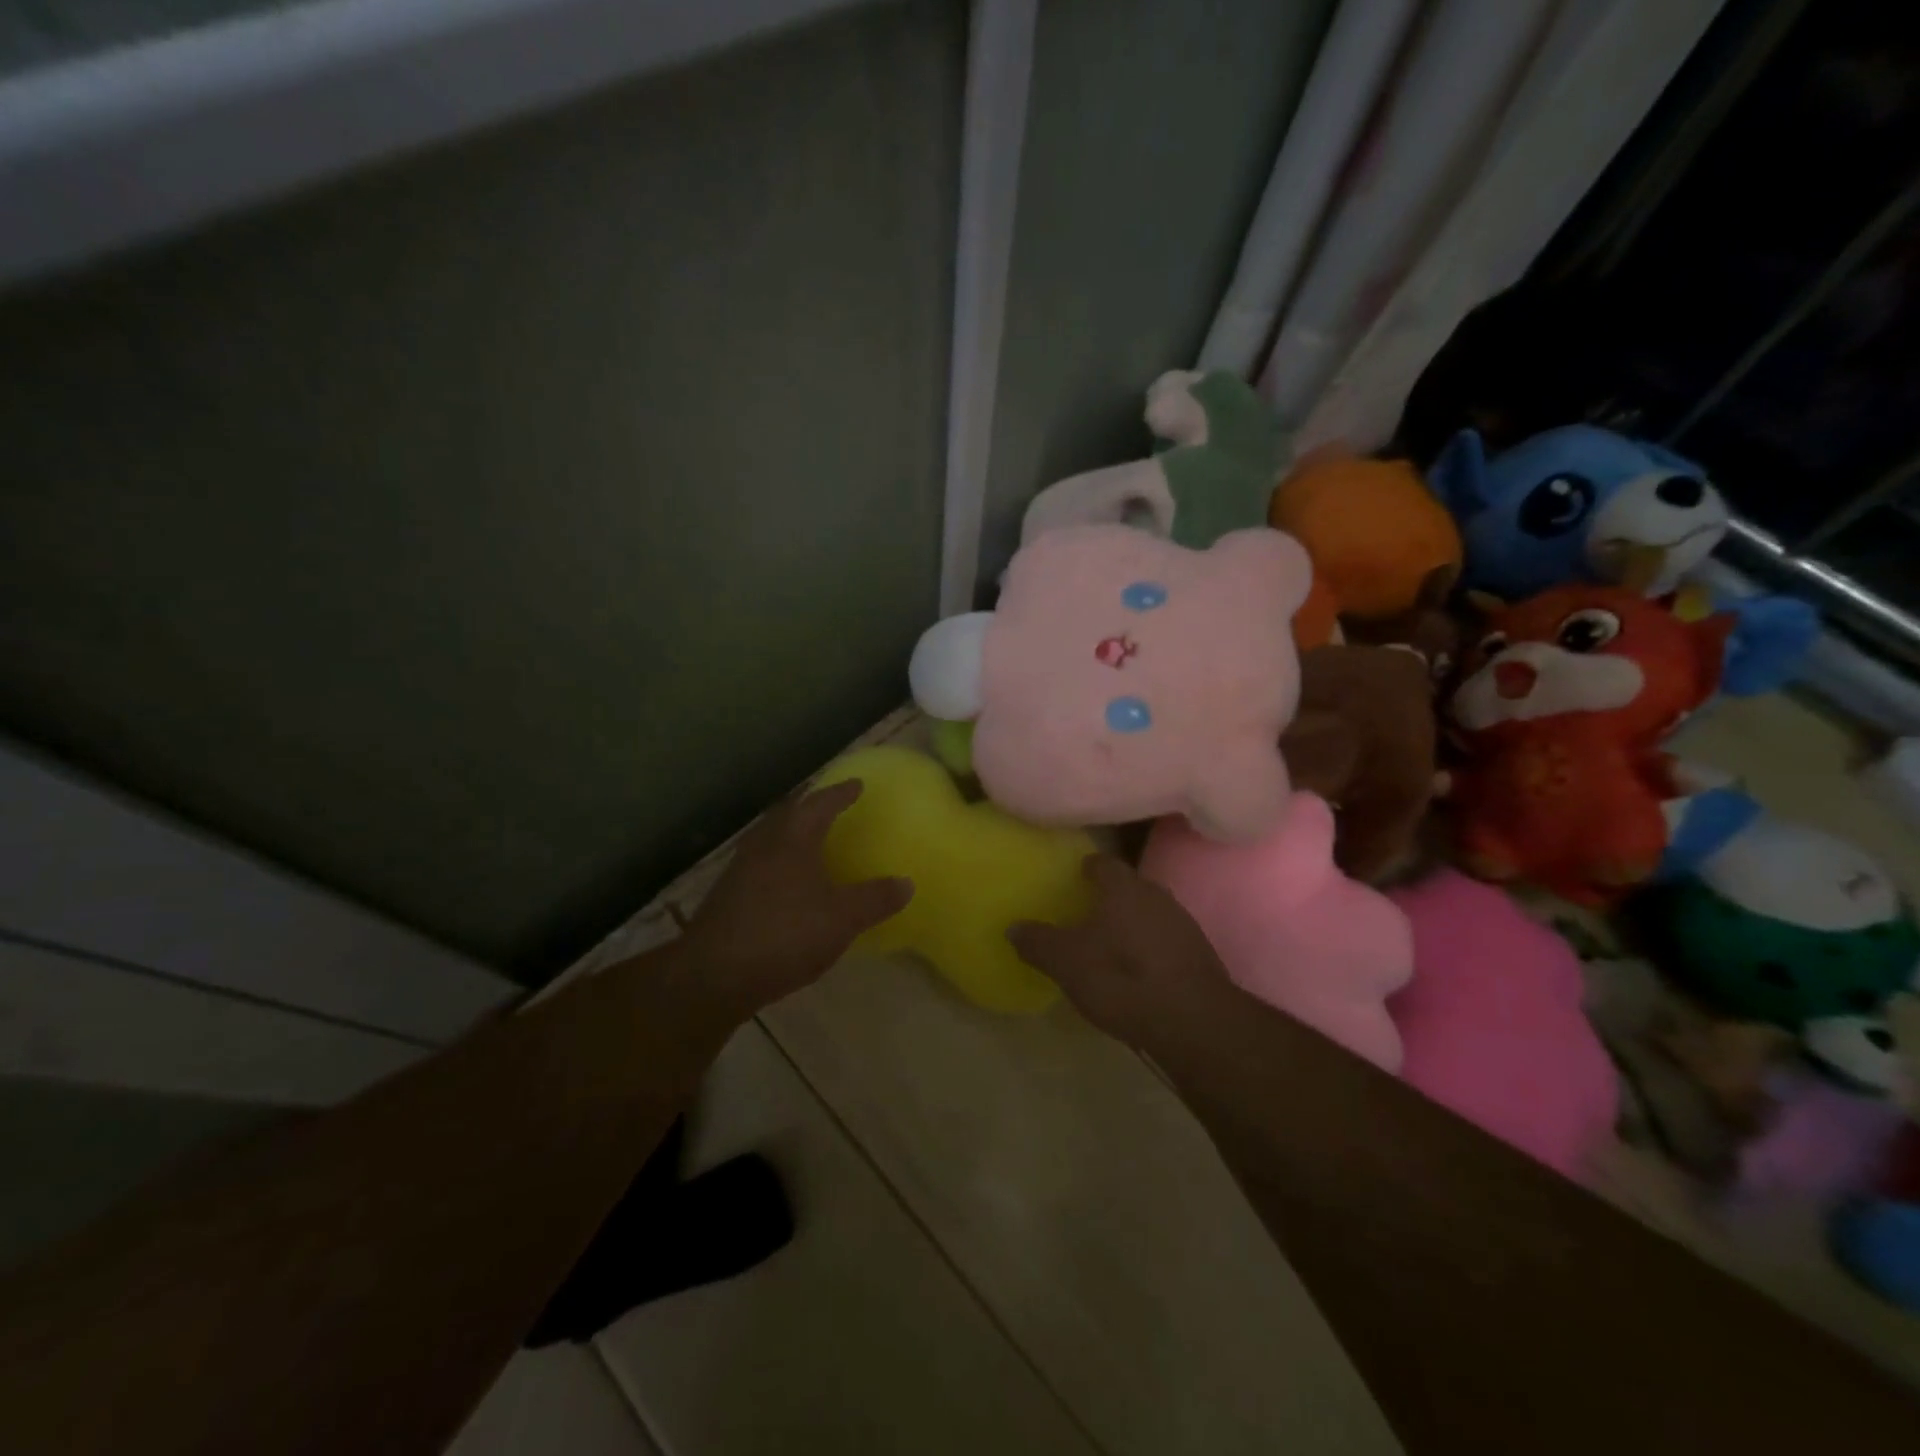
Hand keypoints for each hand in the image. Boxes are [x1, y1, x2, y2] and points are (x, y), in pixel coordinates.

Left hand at [679, 779, 911, 1018]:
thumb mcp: (841, 919)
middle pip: (789, 814)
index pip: (820, 804)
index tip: (856, 784)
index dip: (840, 793)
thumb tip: (907, 883)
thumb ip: (875, 899)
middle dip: (811, 807)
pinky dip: (779, 861)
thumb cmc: (784, 935)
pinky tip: (787, 882)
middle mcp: (764, 845)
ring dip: (792, 833)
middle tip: (831, 806)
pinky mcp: (728, 896)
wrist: (713, 975)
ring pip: (770, 838)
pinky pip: (760, 864)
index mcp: (793, 839)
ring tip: (811, 840)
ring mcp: (740, 870)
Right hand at [1008, 855, 1234, 1048]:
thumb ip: (1038, 942)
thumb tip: (1013, 927)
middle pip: (1131, 887)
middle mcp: (1157, 897)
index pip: (1105, 864)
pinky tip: (1138, 970)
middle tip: (1089, 909)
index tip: (1077, 874)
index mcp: (1124, 889)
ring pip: (1151, 914)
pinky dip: (1151, 948)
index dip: (1089, 867)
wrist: (1193, 1022)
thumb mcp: (1067, 962)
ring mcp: (1184, 926)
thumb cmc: (1121, 978)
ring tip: (1112, 941)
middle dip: (1112, 896)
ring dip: (1133, 923)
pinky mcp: (1201, 956)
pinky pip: (1167, 941)